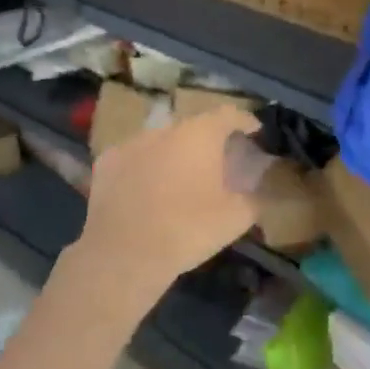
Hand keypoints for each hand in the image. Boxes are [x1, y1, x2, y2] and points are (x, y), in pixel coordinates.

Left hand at [76, 107, 262, 301]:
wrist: (123, 254)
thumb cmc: (187, 228)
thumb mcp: (235, 219)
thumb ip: (254, 200)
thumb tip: (262, 193)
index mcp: (201, 134)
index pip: (228, 114)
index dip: (244, 120)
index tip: (253, 130)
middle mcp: (167, 128)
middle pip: (194, 127)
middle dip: (208, 140)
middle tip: (217, 161)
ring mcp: (133, 142)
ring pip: (162, 141)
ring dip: (174, 153)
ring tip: (180, 177)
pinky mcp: (107, 162)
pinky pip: (134, 157)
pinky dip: (145, 167)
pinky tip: (147, 189)